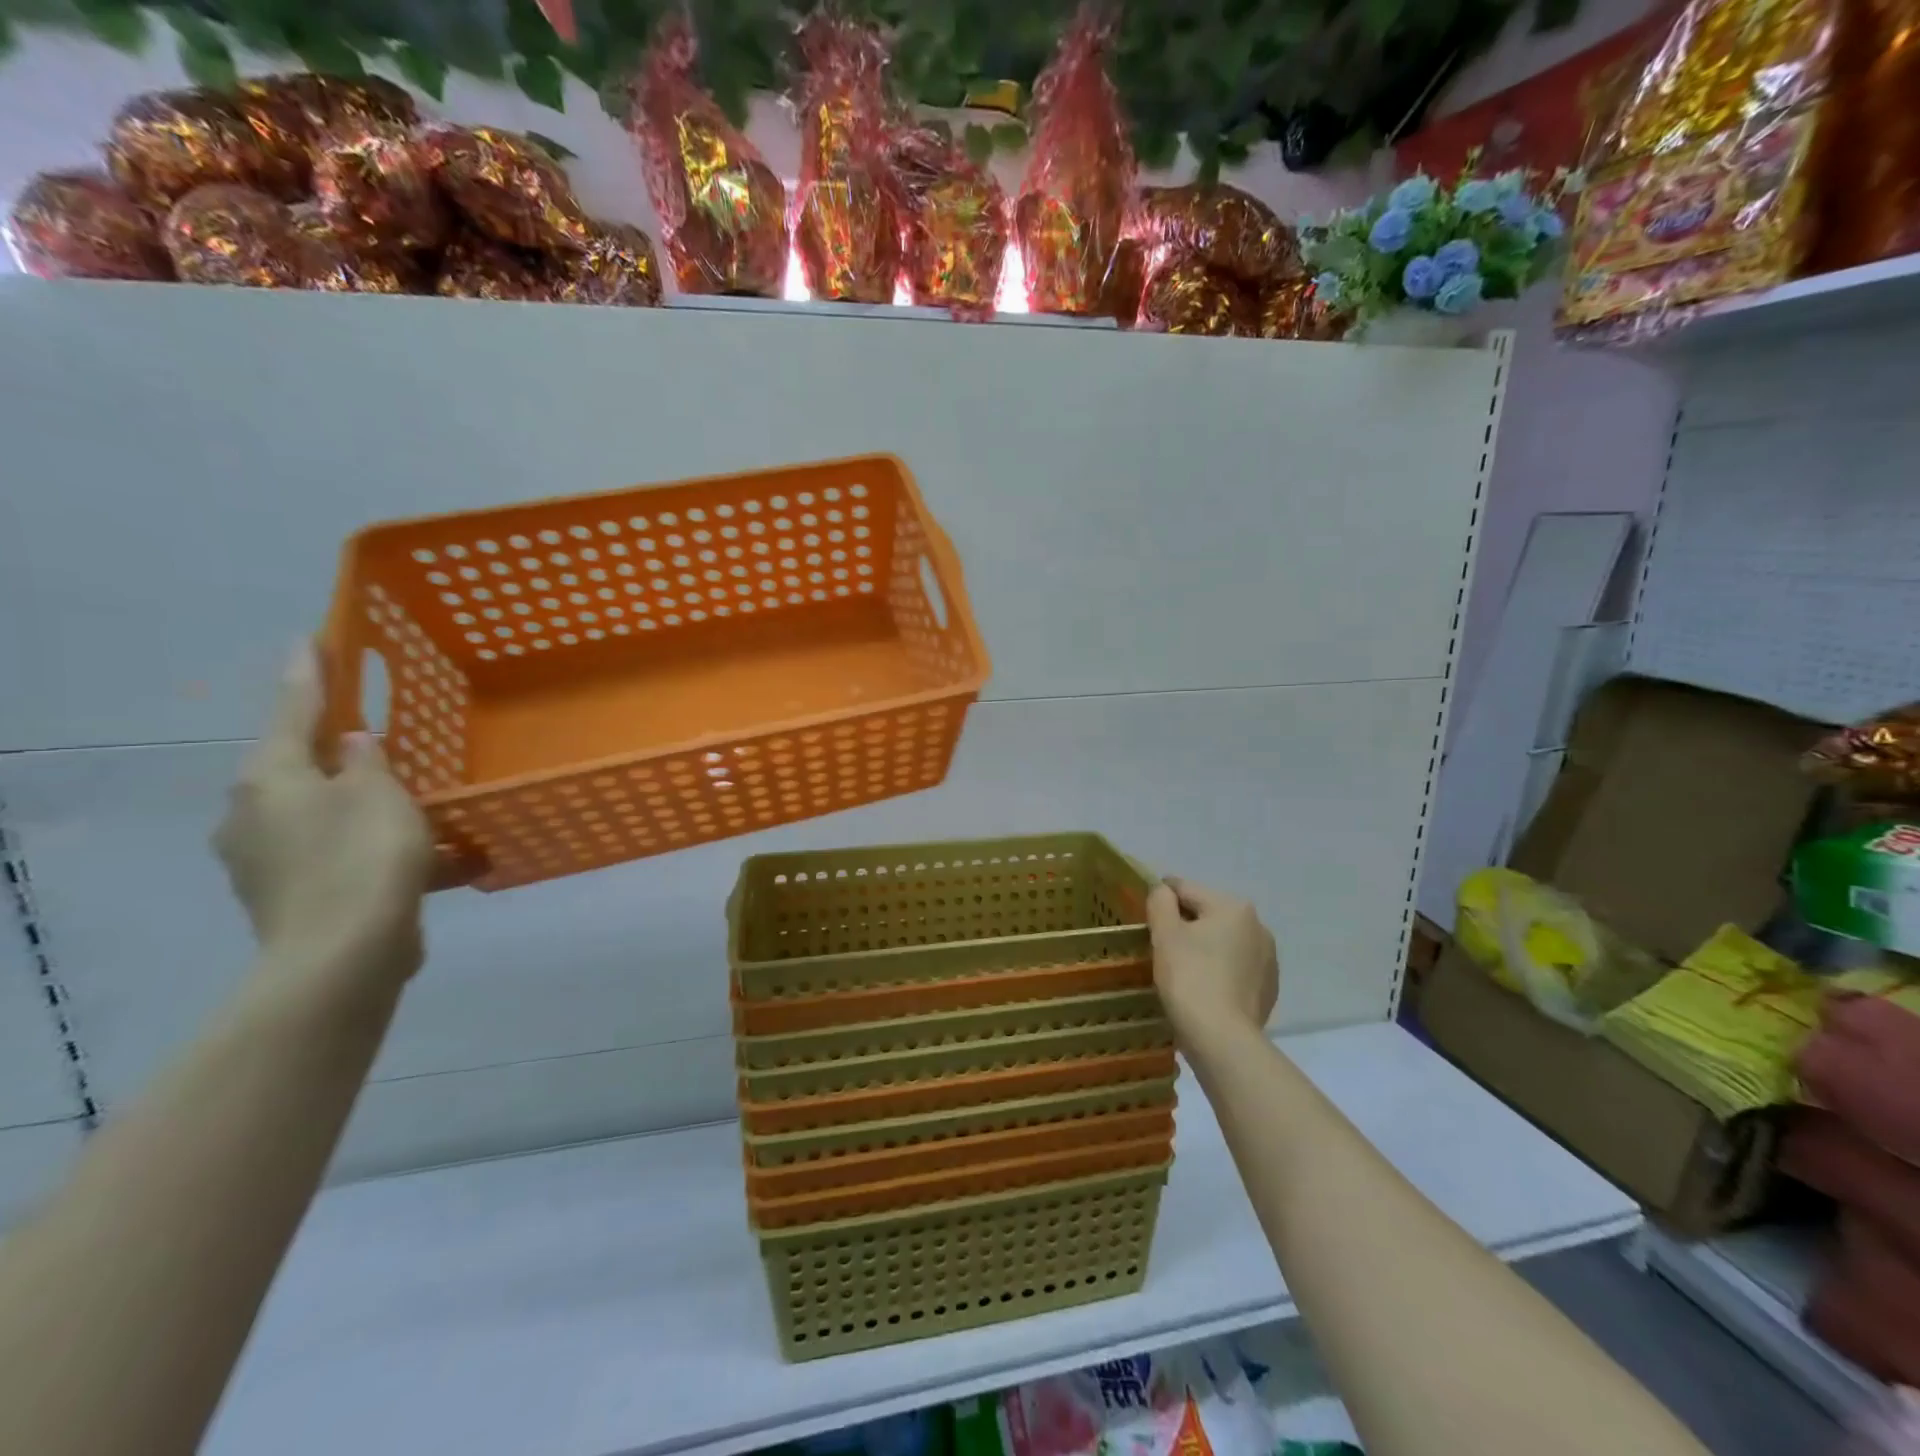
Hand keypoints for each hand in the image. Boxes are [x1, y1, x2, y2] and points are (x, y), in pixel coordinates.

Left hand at [214, 645, 433, 995]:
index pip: (292, 710)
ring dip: (359, 805)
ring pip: (320, 814)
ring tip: (411, 804)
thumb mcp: (380, 794)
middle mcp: (253, 814)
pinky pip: (336, 854)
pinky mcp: (290, 895)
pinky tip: (422, 858)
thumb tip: (354, 743)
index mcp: (270, 778)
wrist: (343, 955)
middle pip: (298, 767)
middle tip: (375, 735)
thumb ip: (368, 761)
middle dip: (335, 751)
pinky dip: (371, 848)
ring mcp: (265, 860)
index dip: (308, 673)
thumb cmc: (364, 857)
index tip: (311, 638)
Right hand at [1146, 876, 1278, 1045]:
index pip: (1186, 889)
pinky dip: (1218, 972)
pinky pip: (1235, 968)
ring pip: (1223, 942)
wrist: (1223, 1040)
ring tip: (1183, 973)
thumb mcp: (1164, 933)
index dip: (1161, 901)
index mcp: (1233, 906)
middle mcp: (1258, 926)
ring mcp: (1268, 959)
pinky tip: (1204, 991)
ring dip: (1204, 949)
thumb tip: (1164, 891)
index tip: (1146, 920)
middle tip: (1162, 950)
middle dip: (1185, 926)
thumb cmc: (1189, 978)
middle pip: (1208, 915)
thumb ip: (1160, 901)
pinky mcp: (1269, 988)